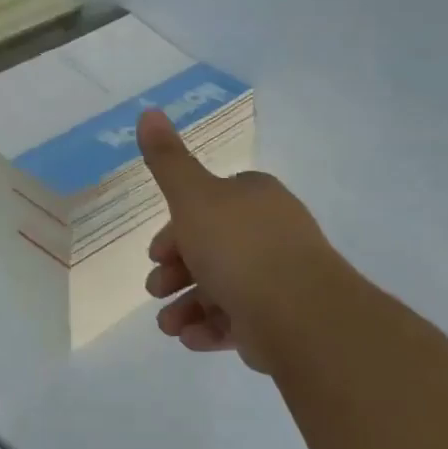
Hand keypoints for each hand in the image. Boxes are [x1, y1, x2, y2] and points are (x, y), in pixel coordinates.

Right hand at [137, 108, 357, 372]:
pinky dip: (209, 328)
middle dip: (176, 270)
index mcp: (254, 198)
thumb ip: (167, 160)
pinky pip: (237, 321)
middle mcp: (270, 233)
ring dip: (186, 305)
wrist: (299, 313)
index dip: (177, 226)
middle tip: (156, 287)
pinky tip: (189, 338)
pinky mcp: (281, 319)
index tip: (155, 251)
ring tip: (167, 324)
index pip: (209, 205)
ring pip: (220, 288)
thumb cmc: (239, 247)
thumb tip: (148, 110)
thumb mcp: (192, 197)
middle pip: (211, 248)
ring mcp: (278, 278)